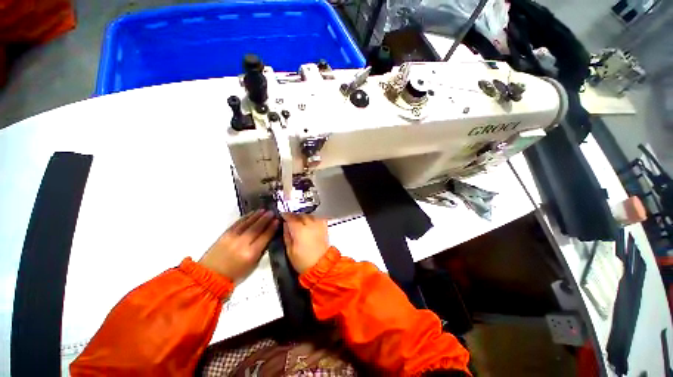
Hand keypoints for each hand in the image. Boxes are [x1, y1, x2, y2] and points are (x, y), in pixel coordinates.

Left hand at [199, 210, 278, 281]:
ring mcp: (232, 237)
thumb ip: (261, 250)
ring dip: (257, 215)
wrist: (210, 276)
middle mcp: (242, 243)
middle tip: (272, 212)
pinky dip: (246, 217)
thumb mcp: (252, 265)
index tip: (277, 220)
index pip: (265, 236)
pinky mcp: (224, 234)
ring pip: (247, 223)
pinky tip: (252, 213)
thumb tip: (268, 237)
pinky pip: (238, 223)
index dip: (272, 227)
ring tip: (264, 210)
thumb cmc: (235, 274)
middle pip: (257, 227)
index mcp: (251, 253)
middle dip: (266, 219)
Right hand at [282, 213, 329, 273]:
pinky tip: (309, 221)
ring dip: (303, 215)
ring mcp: (318, 224)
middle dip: (294, 215)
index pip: (291, 217)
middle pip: (301, 214)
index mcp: (299, 230)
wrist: (321, 265)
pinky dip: (312, 217)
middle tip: (289, 218)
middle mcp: (310, 224)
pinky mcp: (324, 227)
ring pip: (309, 214)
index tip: (282, 215)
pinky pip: (317, 218)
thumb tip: (285, 224)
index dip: (285, 215)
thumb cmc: (302, 260)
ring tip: (299, 220)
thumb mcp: (289, 250)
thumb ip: (287, 235)